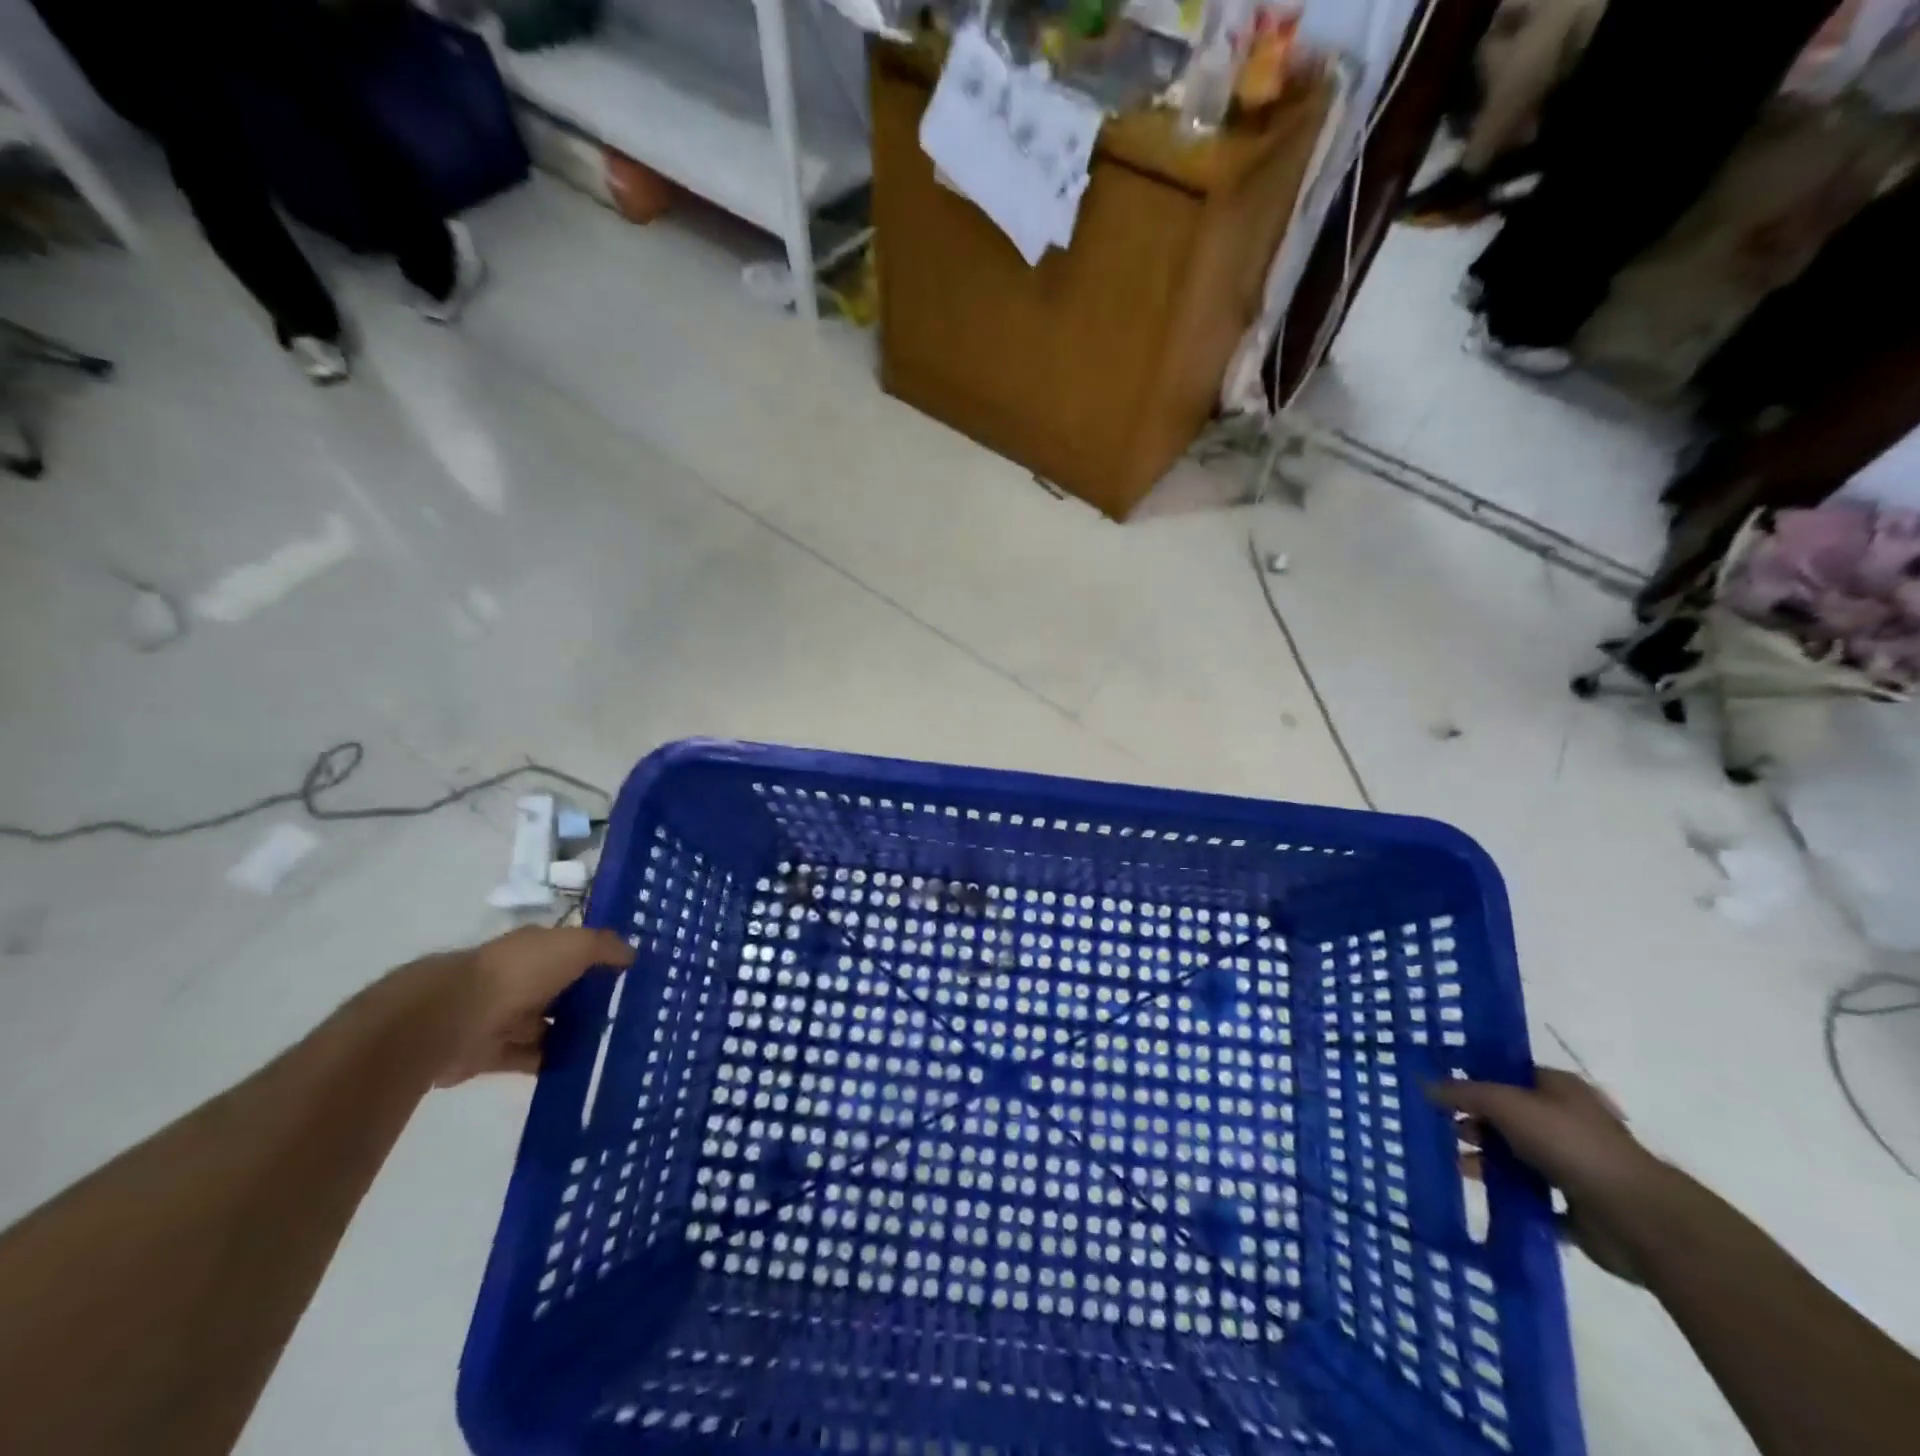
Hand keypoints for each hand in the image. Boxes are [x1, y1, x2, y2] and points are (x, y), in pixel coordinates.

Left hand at [422, 926, 634, 1085]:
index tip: (634, 972)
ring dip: (574, 1033)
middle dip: (591, 999)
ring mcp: (504, 1017)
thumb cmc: (520, 972)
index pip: (574, 950)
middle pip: (563, 989)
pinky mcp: (492, 1054)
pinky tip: (584, 1066)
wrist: (453, 1017)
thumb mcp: (575, 945)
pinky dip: (553, 1062)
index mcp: (536, 948)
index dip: (601, 958)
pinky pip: (531, 1058)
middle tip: (633, 1012)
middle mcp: (520, 978)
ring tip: (615, 1043)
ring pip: (548, 1025)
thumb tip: (632, 954)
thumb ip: (606, 947)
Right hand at [1428, 1068, 1661, 1283]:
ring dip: (1487, 1160)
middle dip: (1475, 1122)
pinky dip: (1508, 1194)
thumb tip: (1426, 1085)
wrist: (1637, 1218)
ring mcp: (1573, 1165)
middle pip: (1508, 1116)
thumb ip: (1464, 1093)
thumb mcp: (1507, 1104)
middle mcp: (1567, 1121)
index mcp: (1558, 1088)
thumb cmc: (1571, 1145)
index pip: (1507, 1073)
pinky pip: (1531, 1195)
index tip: (1439, 1085)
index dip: (1474, 1076)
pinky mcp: (1576, 1205)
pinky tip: (1481, 1194)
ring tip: (1455, 1165)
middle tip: (1442, 1127)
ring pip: (1517, 1156)